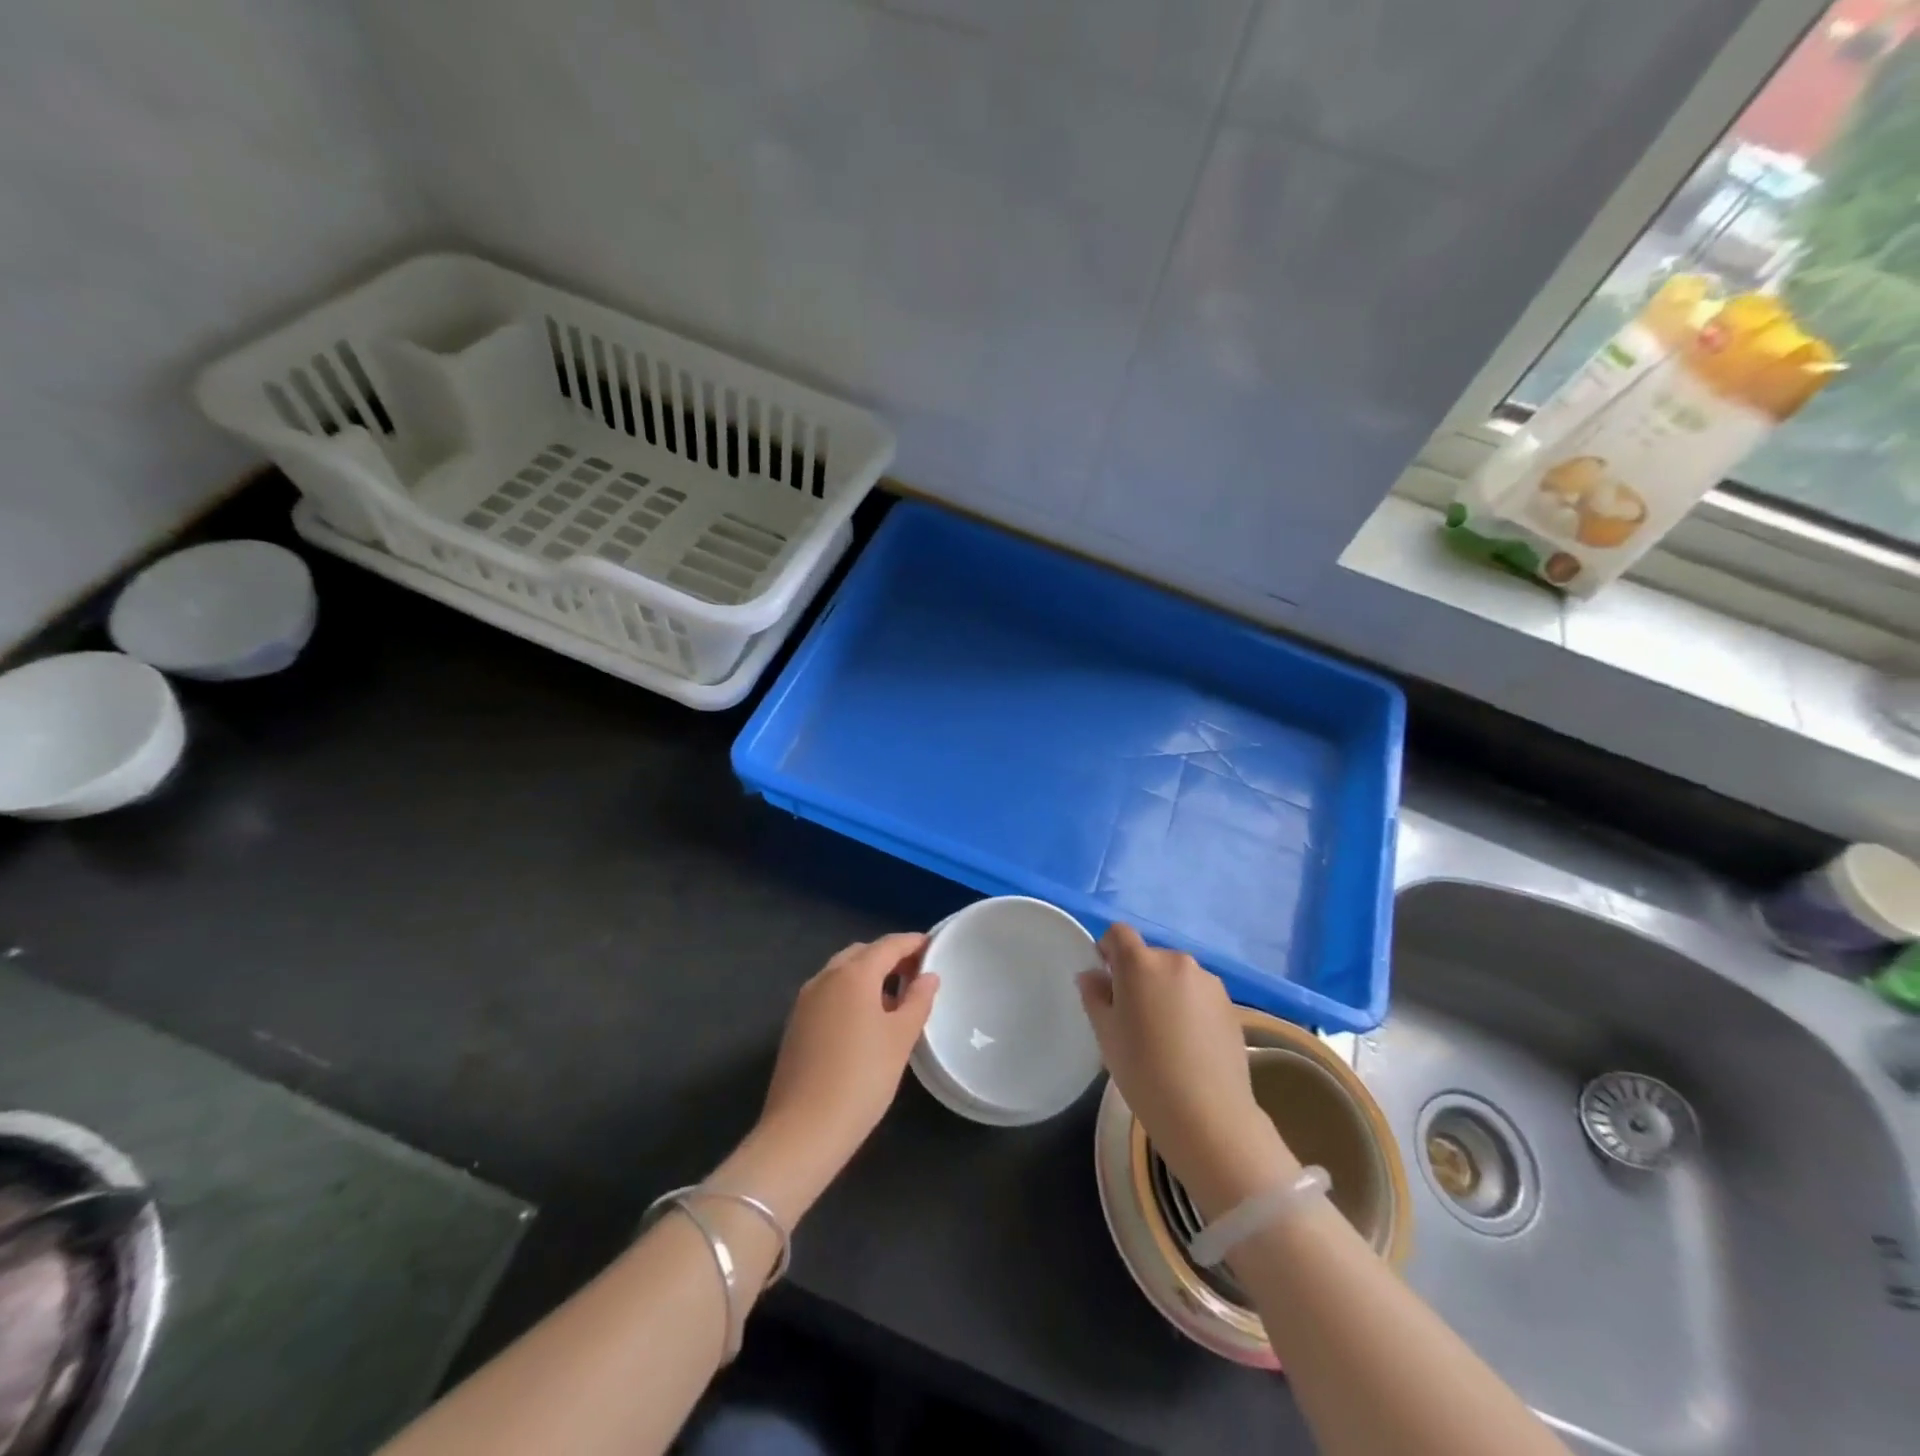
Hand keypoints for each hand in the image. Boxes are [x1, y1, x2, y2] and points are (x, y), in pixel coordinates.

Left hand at [746, 935, 937, 1211]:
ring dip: (868, 975)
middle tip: (916, 975)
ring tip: (894, 999)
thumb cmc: (862, 1079)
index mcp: (854, 974)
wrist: (803, 1131)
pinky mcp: (795, 1023)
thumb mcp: (900, 1039)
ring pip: (842, 972)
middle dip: (889, 957)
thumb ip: (918, 1001)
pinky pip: (829, 993)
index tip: (933, 947)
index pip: (888, 944)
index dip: (913, 942)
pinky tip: (865, 1021)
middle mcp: (825, 977)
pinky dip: (850, 993)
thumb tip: (928, 976)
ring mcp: (805, 1000)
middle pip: (862, 953)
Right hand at [1078, 925, 1297, 1216]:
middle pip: (1149, 956)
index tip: (1105, 979)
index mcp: (1140, 962)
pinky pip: (1199, 995)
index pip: (1118, 934)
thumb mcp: (1106, 1033)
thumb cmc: (1143, 1070)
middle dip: (1138, 976)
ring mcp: (1208, 982)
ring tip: (1165, 1034)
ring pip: (1176, 976)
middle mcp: (1176, 961)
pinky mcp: (1231, 1005)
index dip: (1107, 949)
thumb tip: (1092, 975)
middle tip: (1133, 1016)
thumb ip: (1094, 995)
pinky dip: (1190, 1008)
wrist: (1207, 1115)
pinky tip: (1189, 1045)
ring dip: (1166, 991)